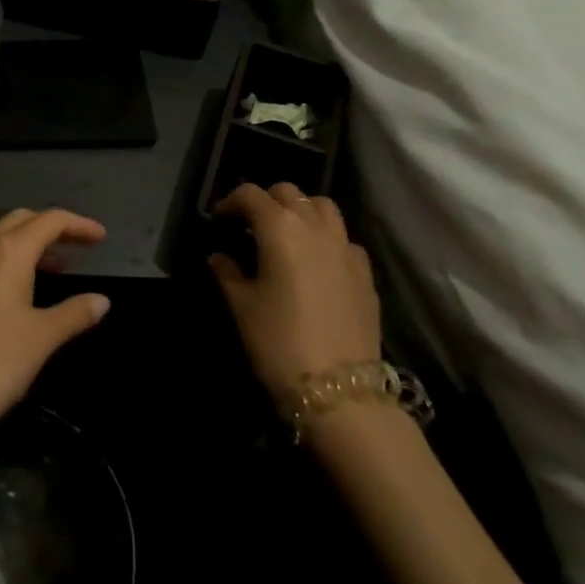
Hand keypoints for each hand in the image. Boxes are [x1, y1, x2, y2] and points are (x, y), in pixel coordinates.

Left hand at [0, 209, 111, 452]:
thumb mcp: (42, 338)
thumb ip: (74, 313)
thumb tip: (102, 300)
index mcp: (7, 253)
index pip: (49, 221)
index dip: (78, 225)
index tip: (102, 238)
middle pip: (22, 220)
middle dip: (53, 227)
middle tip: (81, 246)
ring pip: (1, 238)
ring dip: (31, 242)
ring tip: (60, 264)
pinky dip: (12, 259)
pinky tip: (25, 286)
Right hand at [210, 184, 381, 401]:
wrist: (340, 391)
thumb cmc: (279, 342)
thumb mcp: (241, 306)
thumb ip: (227, 273)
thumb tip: (220, 257)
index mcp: (280, 228)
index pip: (250, 194)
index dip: (230, 201)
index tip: (218, 219)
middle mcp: (315, 227)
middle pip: (289, 192)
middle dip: (266, 201)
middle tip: (249, 225)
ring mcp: (346, 247)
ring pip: (322, 206)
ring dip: (301, 210)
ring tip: (286, 235)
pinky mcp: (365, 272)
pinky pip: (343, 238)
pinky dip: (326, 237)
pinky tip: (316, 263)